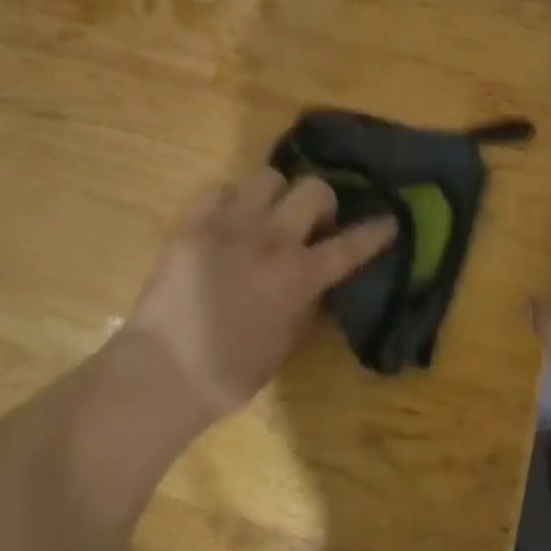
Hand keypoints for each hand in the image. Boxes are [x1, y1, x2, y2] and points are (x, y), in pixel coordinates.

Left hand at [126, 167, 396, 425]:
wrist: (162, 373)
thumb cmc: (229, 373)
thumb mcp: (285, 343)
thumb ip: (306, 303)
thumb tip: (315, 279)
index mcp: (299, 277)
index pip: (350, 245)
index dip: (375, 231)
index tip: (389, 220)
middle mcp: (271, 241)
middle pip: (313, 189)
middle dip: (320, 201)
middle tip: (309, 222)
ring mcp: (230, 226)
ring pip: (267, 176)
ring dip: (273, 195)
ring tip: (262, 215)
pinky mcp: (193, 223)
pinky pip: (219, 189)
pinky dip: (228, 202)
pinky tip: (224, 222)